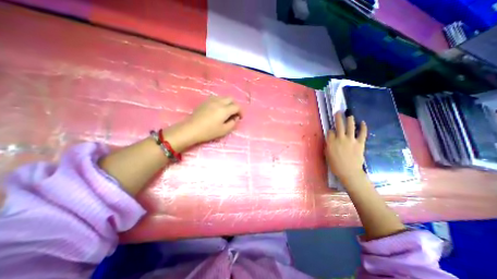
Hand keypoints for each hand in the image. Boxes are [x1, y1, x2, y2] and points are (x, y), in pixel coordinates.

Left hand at [163, 96, 241, 151]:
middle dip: (235, 105)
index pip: (237, 106)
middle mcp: (219, 102)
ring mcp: (211, 100)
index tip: (240, 118)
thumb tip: (235, 118)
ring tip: (226, 111)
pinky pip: (217, 98)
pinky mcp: (205, 101)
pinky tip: (218, 109)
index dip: (241, 112)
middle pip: (231, 99)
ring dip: (228, 103)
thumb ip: (233, 123)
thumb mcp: (224, 130)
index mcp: (224, 110)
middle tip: (234, 113)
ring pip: (223, 97)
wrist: (191, 129)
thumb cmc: (209, 132)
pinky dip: (221, 102)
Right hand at [327, 112, 367, 181]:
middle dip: (338, 118)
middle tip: (338, 112)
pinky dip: (363, 127)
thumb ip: (328, 145)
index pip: (330, 132)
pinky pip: (362, 133)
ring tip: (349, 115)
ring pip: (350, 127)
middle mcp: (340, 138)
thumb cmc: (335, 164)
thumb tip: (330, 139)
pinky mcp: (360, 143)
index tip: (331, 131)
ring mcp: (351, 140)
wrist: (349, 171)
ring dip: (350, 120)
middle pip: (339, 125)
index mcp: (331, 142)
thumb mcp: (327, 154)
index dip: (331, 130)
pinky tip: (363, 122)